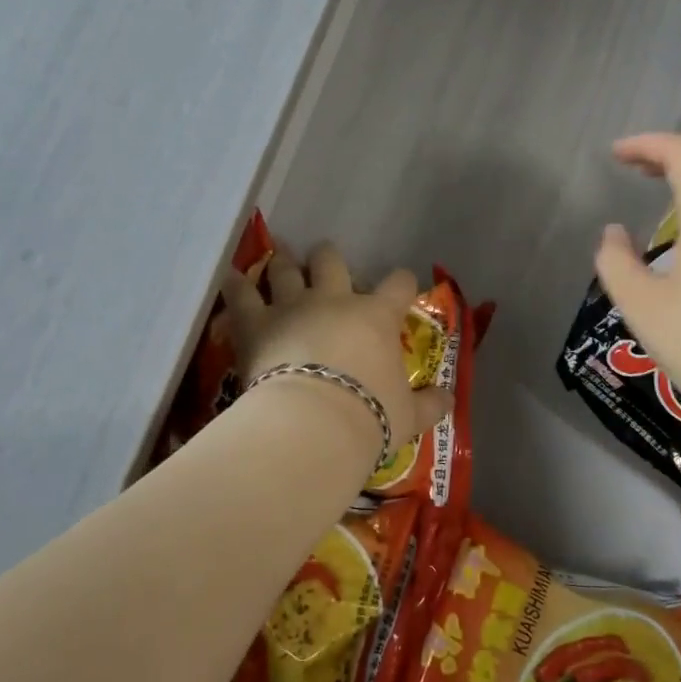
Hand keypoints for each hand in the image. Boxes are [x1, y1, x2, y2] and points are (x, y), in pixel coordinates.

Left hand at [221, 244, 451, 469]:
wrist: (314, 424)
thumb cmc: (368, 416)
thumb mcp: (408, 416)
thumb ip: (429, 404)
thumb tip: (450, 400)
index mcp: (376, 317)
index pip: (399, 287)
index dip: (402, 283)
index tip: (402, 285)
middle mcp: (334, 301)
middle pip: (332, 262)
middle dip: (328, 257)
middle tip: (324, 259)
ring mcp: (292, 306)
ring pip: (286, 269)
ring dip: (283, 263)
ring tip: (279, 257)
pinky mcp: (256, 321)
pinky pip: (241, 294)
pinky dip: (235, 284)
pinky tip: (230, 277)